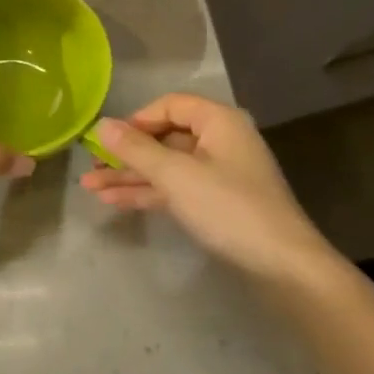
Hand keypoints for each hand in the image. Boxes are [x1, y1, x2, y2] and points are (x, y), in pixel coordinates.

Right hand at [82, 94, 330, 280]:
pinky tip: (116, 202)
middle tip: (90, 168)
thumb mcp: (177, 176)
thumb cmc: (229, 209)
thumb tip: (102, 125)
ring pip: (167, 167)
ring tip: (91, 189)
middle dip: (126, 154)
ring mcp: (220, 174)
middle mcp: (220, 141)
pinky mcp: (218, 203)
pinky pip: (176, 188)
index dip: (136, 120)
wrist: (283, 268)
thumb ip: (137, 149)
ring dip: (131, 176)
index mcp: (218, 121)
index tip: (107, 140)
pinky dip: (149, 193)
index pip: (169, 105)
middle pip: (165, 137)